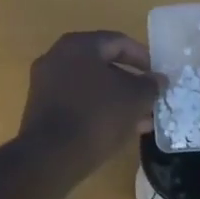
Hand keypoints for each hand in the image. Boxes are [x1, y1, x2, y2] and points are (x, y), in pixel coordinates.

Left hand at [18, 31, 159, 168]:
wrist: (51, 156)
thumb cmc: (97, 115)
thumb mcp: (134, 98)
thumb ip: (150, 84)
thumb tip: (158, 79)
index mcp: (79, 45)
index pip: (118, 42)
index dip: (143, 57)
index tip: (158, 75)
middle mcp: (58, 57)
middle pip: (103, 64)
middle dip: (130, 82)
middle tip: (150, 98)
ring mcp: (45, 83)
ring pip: (90, 86)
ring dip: (116, 99)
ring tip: (141, 119)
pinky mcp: (41, 109)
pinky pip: (77, 102)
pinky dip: (98, 110)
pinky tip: (118, 130)